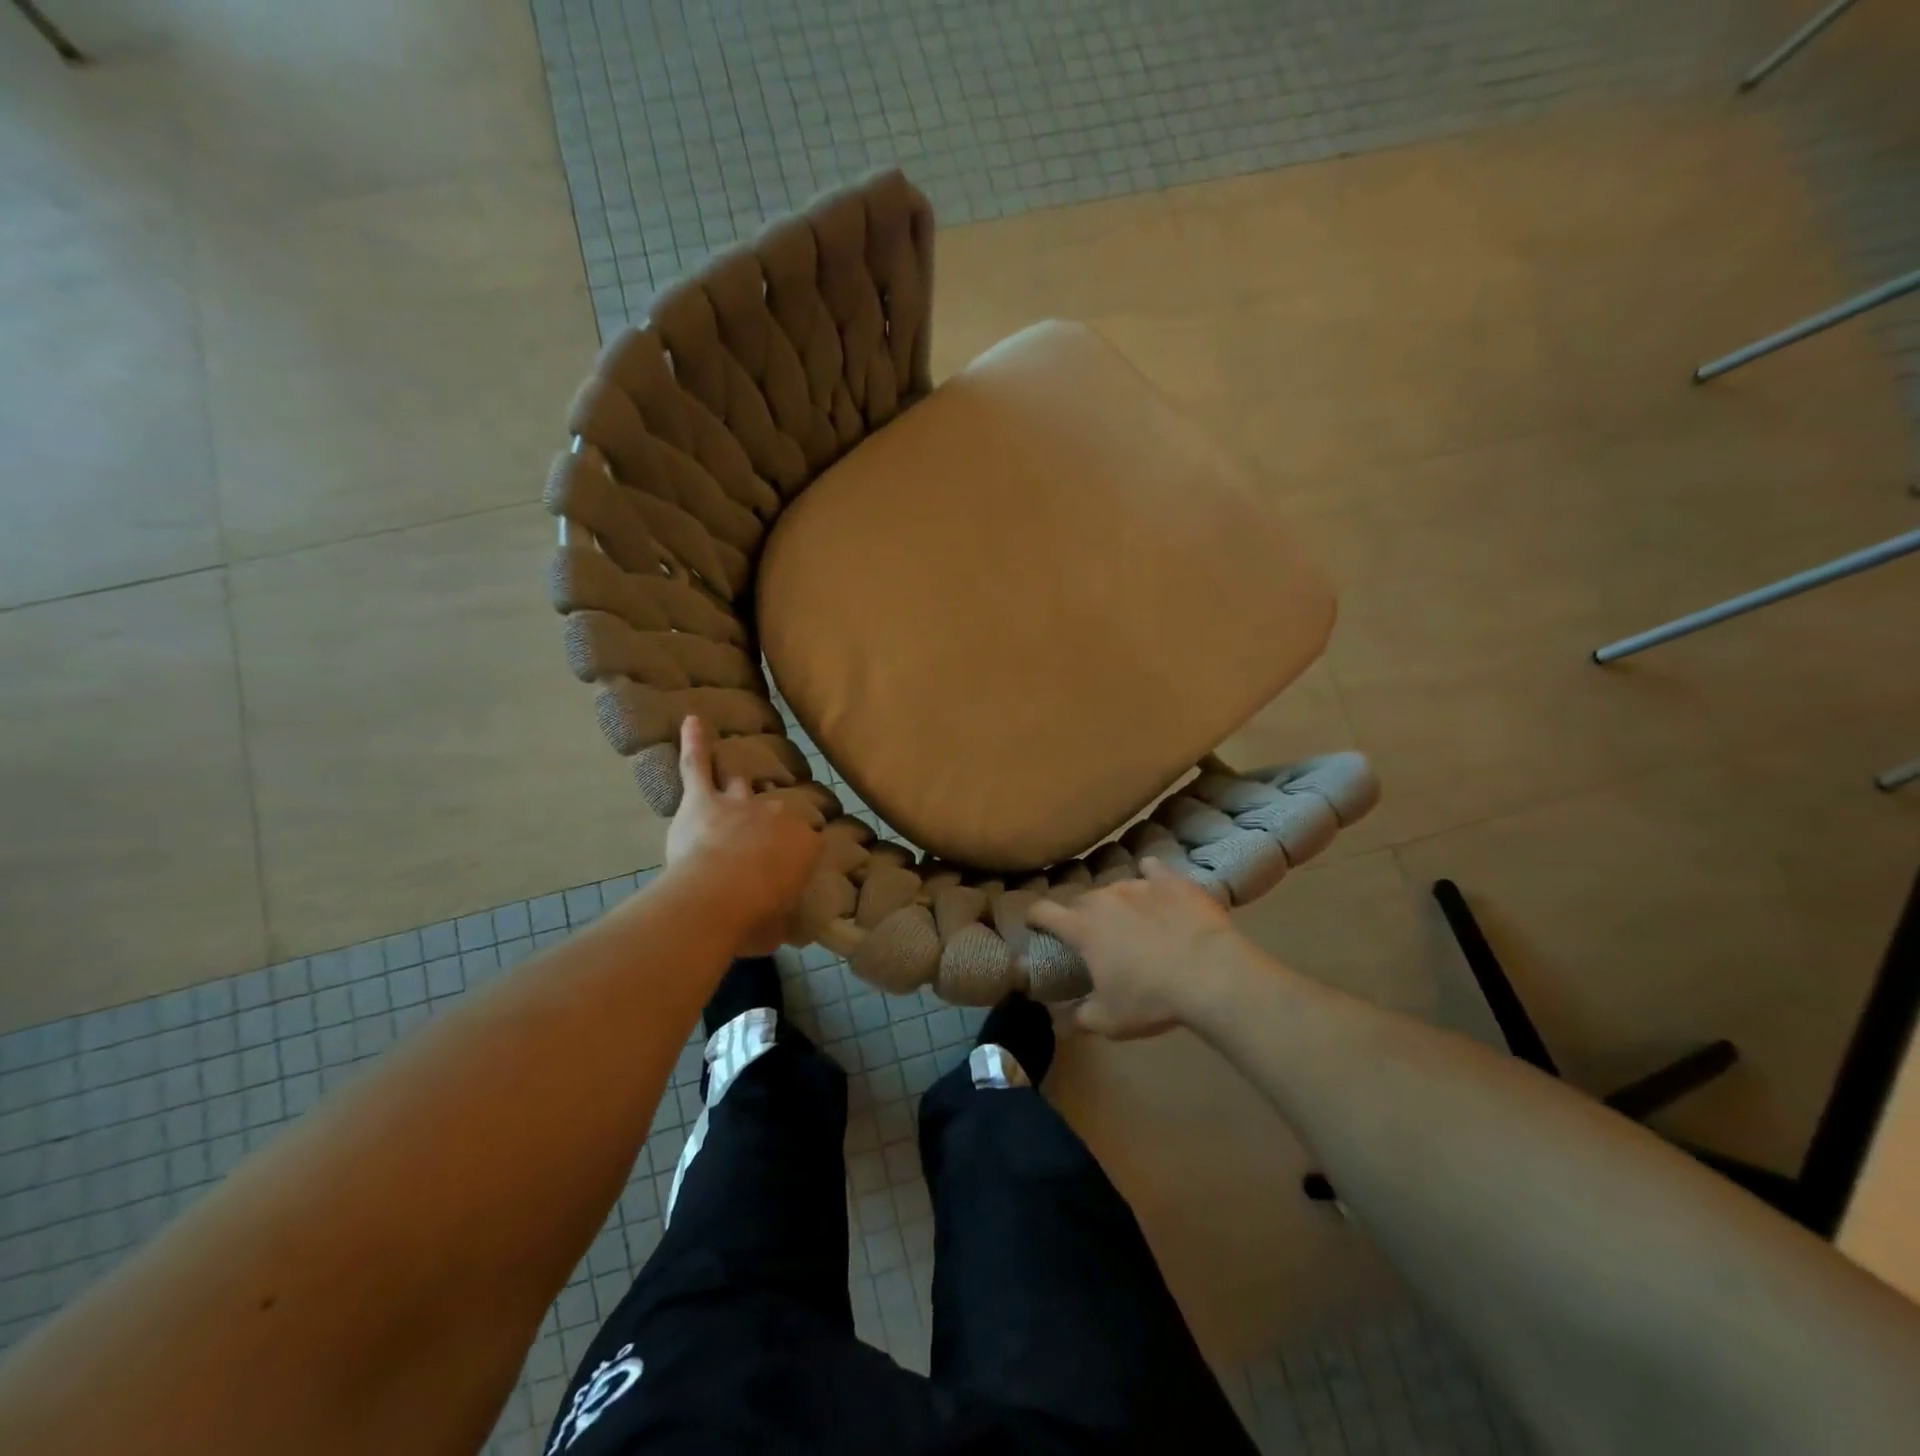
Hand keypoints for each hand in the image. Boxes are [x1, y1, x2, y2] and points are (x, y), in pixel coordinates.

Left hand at [664, 717, 821, 954]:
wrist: (719, 897)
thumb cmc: (755, 916)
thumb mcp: (778, 928)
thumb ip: (780, 920)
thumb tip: (779, 929)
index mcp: (804, 845)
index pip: (808, 842)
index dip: (796, 855)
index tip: (789, 870)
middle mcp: (778, 816)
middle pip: (777, 812)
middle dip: (769, 825)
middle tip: (760, 842)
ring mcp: (740, 803)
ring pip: (741, 785)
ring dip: (739, 785)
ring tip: (738, 780)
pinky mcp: (704, 800)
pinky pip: (698, 765)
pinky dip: (694, 743)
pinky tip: (691, 720)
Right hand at [1028, 859, 1241, 1037]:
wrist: (1212, 975)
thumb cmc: (1151, 999)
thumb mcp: (1108, 1021)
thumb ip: (1076, 1019)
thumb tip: (1056, 1020)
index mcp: (1082, 928)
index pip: (1043, 912)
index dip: (1034, 917)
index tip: (1034, 923)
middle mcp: (1104, 898)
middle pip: (1081, 900)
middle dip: (1080, 916)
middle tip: (1091, 937)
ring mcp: (1139, 885)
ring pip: (1116, 887)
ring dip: (1115, 903)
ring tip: (1129, 921)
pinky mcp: (1172, 881)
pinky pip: (1153, 870)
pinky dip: (1150, 876)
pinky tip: (1155, 883)